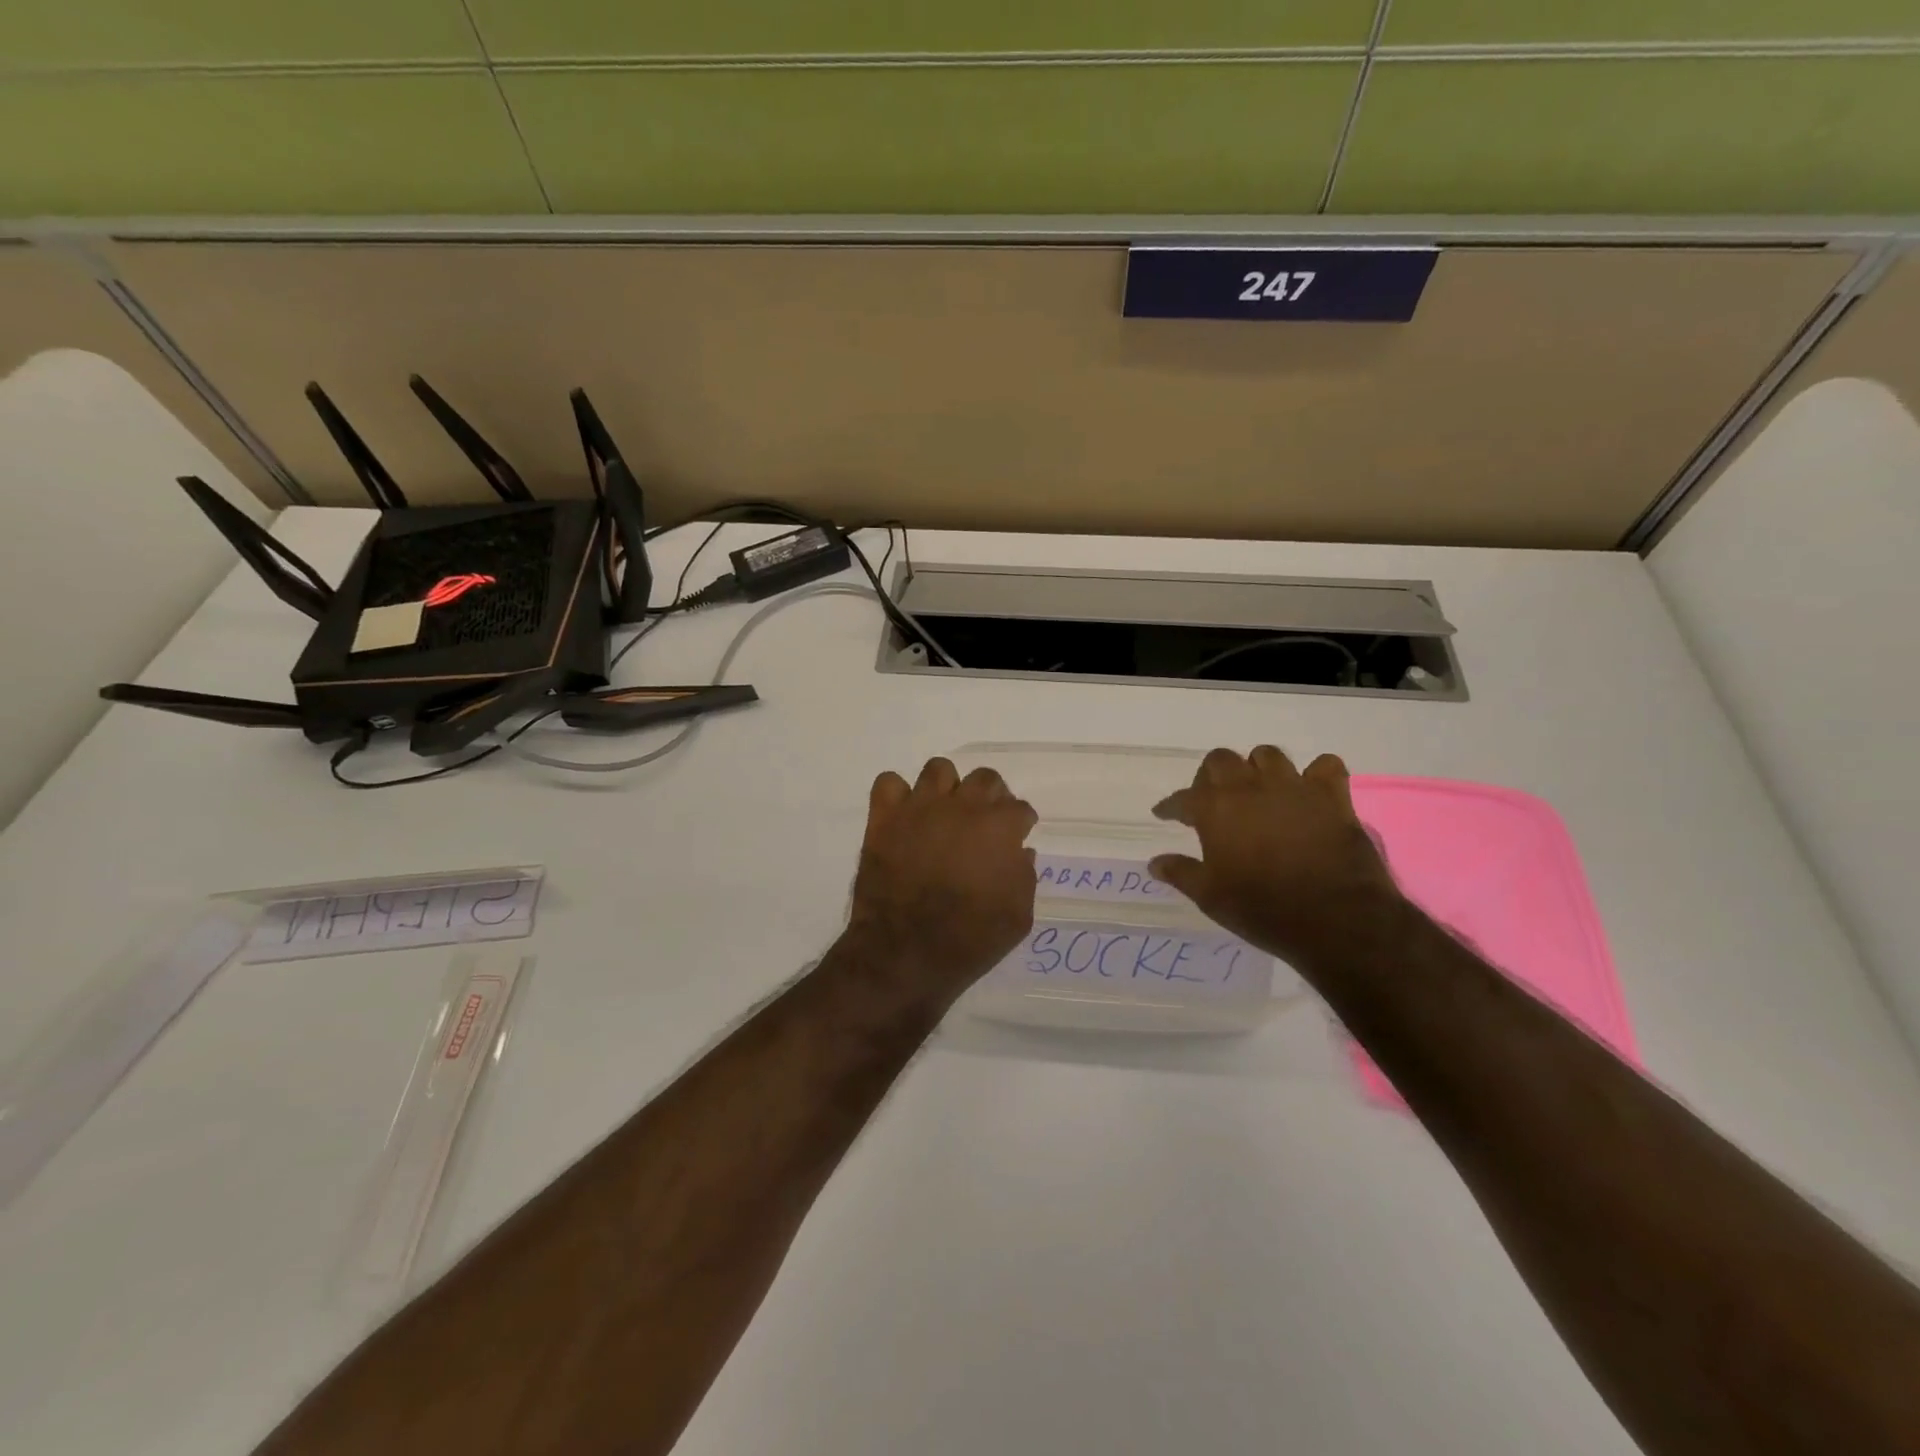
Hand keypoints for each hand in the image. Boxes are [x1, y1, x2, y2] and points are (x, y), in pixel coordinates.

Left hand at [847, 758, 1038, 997]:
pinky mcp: (885, 817)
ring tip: (943, 812)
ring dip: (947, 787)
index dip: (1019, 825)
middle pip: (985, 778)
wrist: (905, 953)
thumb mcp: (1018, 917)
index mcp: (1000, 827)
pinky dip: (897, 795)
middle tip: (982, 823)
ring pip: (939, 769)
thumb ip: (1025, 877)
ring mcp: (920, 807)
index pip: (1020, 809)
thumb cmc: (970, 939)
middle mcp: (963, 806)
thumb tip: (1020, 852)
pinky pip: (889, 782)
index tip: (1014, 840)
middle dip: (990, 797)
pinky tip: (904, 816)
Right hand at [1149, 746, 1401, 965]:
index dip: (1171, 806)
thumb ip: (1181, 872)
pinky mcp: (1332, 797)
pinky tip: (1309, 792)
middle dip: (1211, 776)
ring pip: (1268, 755)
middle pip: (1221, 760)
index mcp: (1215, 809)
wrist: (1335, 919)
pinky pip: (1325, 766)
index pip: (1182, 798)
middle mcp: (1250, 787)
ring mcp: (1293, 787)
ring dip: (1257, 768)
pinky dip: (1316, 775)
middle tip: (1212, 800)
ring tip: (1257, 790)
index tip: (1165, 814)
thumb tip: (1155, 862)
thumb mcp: (1210, 897)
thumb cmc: (1262, 909)